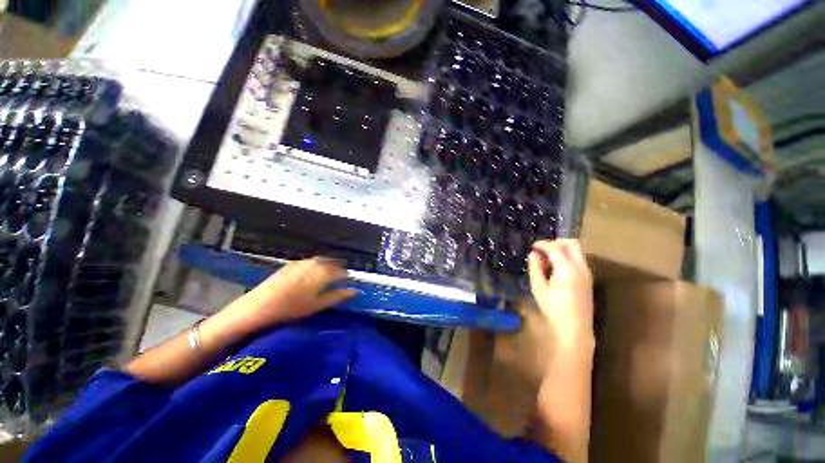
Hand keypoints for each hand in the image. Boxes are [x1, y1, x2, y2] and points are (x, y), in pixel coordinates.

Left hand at [220, 258, 358, 334]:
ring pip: (321, 261)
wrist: (259, 306)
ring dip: (328, 266)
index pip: (342, 271)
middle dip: (338, 269)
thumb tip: (356, 291)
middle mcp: (315, 264)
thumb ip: (338, 296)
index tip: (349, 282)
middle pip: (333, 263)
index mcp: (324, 273)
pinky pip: (310, 261)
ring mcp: (302, 262)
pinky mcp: (291, 263)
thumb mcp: (318, 305)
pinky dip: (316, 265)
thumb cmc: (291, 308)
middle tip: (340, 278)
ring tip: (328, 275)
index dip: (347, 276)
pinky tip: (312, 273)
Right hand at [528, 239, 593, 351]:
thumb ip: (535, 268)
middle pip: (572, 243)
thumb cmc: (553, 309)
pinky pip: (578, 260)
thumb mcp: (538, 288)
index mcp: (567, 269)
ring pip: (577, 251)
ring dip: (562, 250)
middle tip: (543, 250)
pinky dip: (567, 257)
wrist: (574, 328)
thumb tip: (533, 254)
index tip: (532, 246)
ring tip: (547, 261)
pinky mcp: (588, 279)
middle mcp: (581, 267)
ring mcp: (587, 273)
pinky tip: (556, 269)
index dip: (542, 244)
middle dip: (556, 242)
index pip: (555, 247)